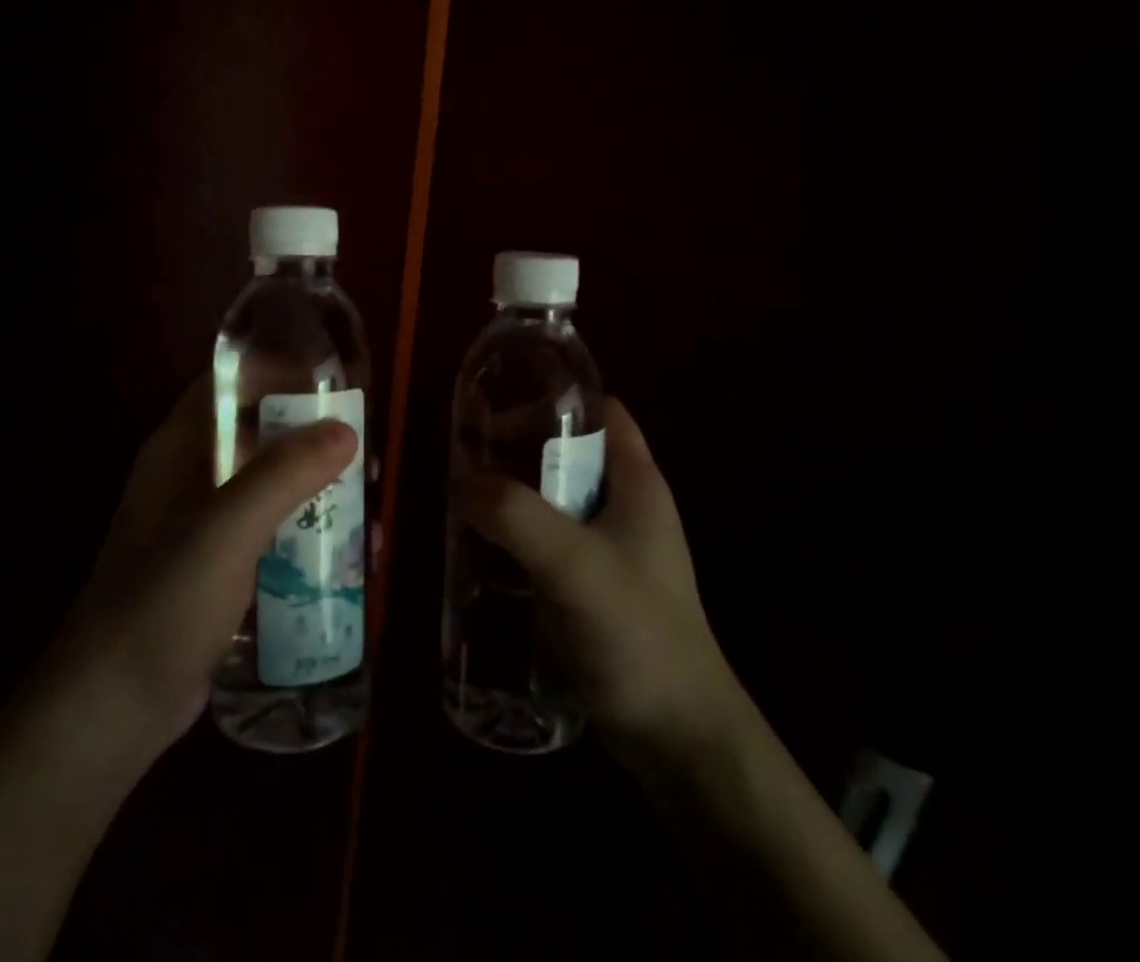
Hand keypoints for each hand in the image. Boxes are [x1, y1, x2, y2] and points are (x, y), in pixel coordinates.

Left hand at [47, 376, 356, 761]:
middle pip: (259, 433)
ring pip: (271, 486)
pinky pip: (272, 533)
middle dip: (313, 439)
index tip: (334, 387)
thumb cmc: (163, 601)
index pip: (229, 383)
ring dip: (319, 492)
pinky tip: (348, 561)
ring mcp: (204, 525)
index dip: (278, 372)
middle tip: (364, 458)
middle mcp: (191, 475)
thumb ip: (284, 474)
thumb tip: (346, 431)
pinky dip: (308, 536)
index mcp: (180, 448)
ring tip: (369, 513)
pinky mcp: (220, 568)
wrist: (113, 708)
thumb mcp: (227, 529)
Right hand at [456, 398, 737, 751]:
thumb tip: (461, 480)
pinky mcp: (592, 585)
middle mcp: (625, 506)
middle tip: (467, 453)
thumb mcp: (573, 565)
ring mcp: (610, 548)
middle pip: (570, 451)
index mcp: (637, 483)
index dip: (555, 400)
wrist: (678, 739)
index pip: (601, 411)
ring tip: (463, 494)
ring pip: (555, 496)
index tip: (502, 405)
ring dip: (513, 491)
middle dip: (519, 446)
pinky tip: (481, 546)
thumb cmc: (637, 635)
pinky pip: (548, 538)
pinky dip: (517, 531)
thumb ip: (516, 516)